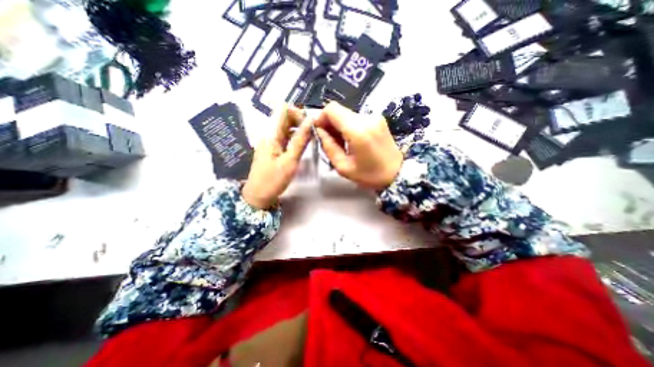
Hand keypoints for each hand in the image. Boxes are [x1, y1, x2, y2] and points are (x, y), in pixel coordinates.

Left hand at [241, 104, 312, 208]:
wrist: (257, 196)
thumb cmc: (273, 180)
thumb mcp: (290, 161)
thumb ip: (300, 140)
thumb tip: (310, 121)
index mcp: (271, 134)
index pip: (283, 110)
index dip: (298, 113)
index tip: (310, 125)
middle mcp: (270, 134)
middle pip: (286, 118)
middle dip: (301, 121)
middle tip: (313, 133)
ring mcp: (271, 142)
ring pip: (287, 128)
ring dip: (299, 130)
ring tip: (311, 139)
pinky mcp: (273, 149)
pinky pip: (285, 138)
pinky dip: (295, 138)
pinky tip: (303, 145)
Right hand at [312, 102, 400, 189]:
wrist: (397, 174)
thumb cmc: (369, 175)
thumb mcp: (343, 167)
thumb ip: (329, 146)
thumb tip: (319, 130)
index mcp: (358, 131)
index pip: (332, 109)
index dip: (321, 117)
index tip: (319, 131)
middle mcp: (367, 118)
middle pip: (339, 110)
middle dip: (330, 123)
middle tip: (330, 140)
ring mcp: (375, 117)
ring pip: (347, 114)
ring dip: (340, 126)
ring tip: (342, 143)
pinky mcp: (379, 119)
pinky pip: (357, 118)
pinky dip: (350, 126)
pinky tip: (353, 140)